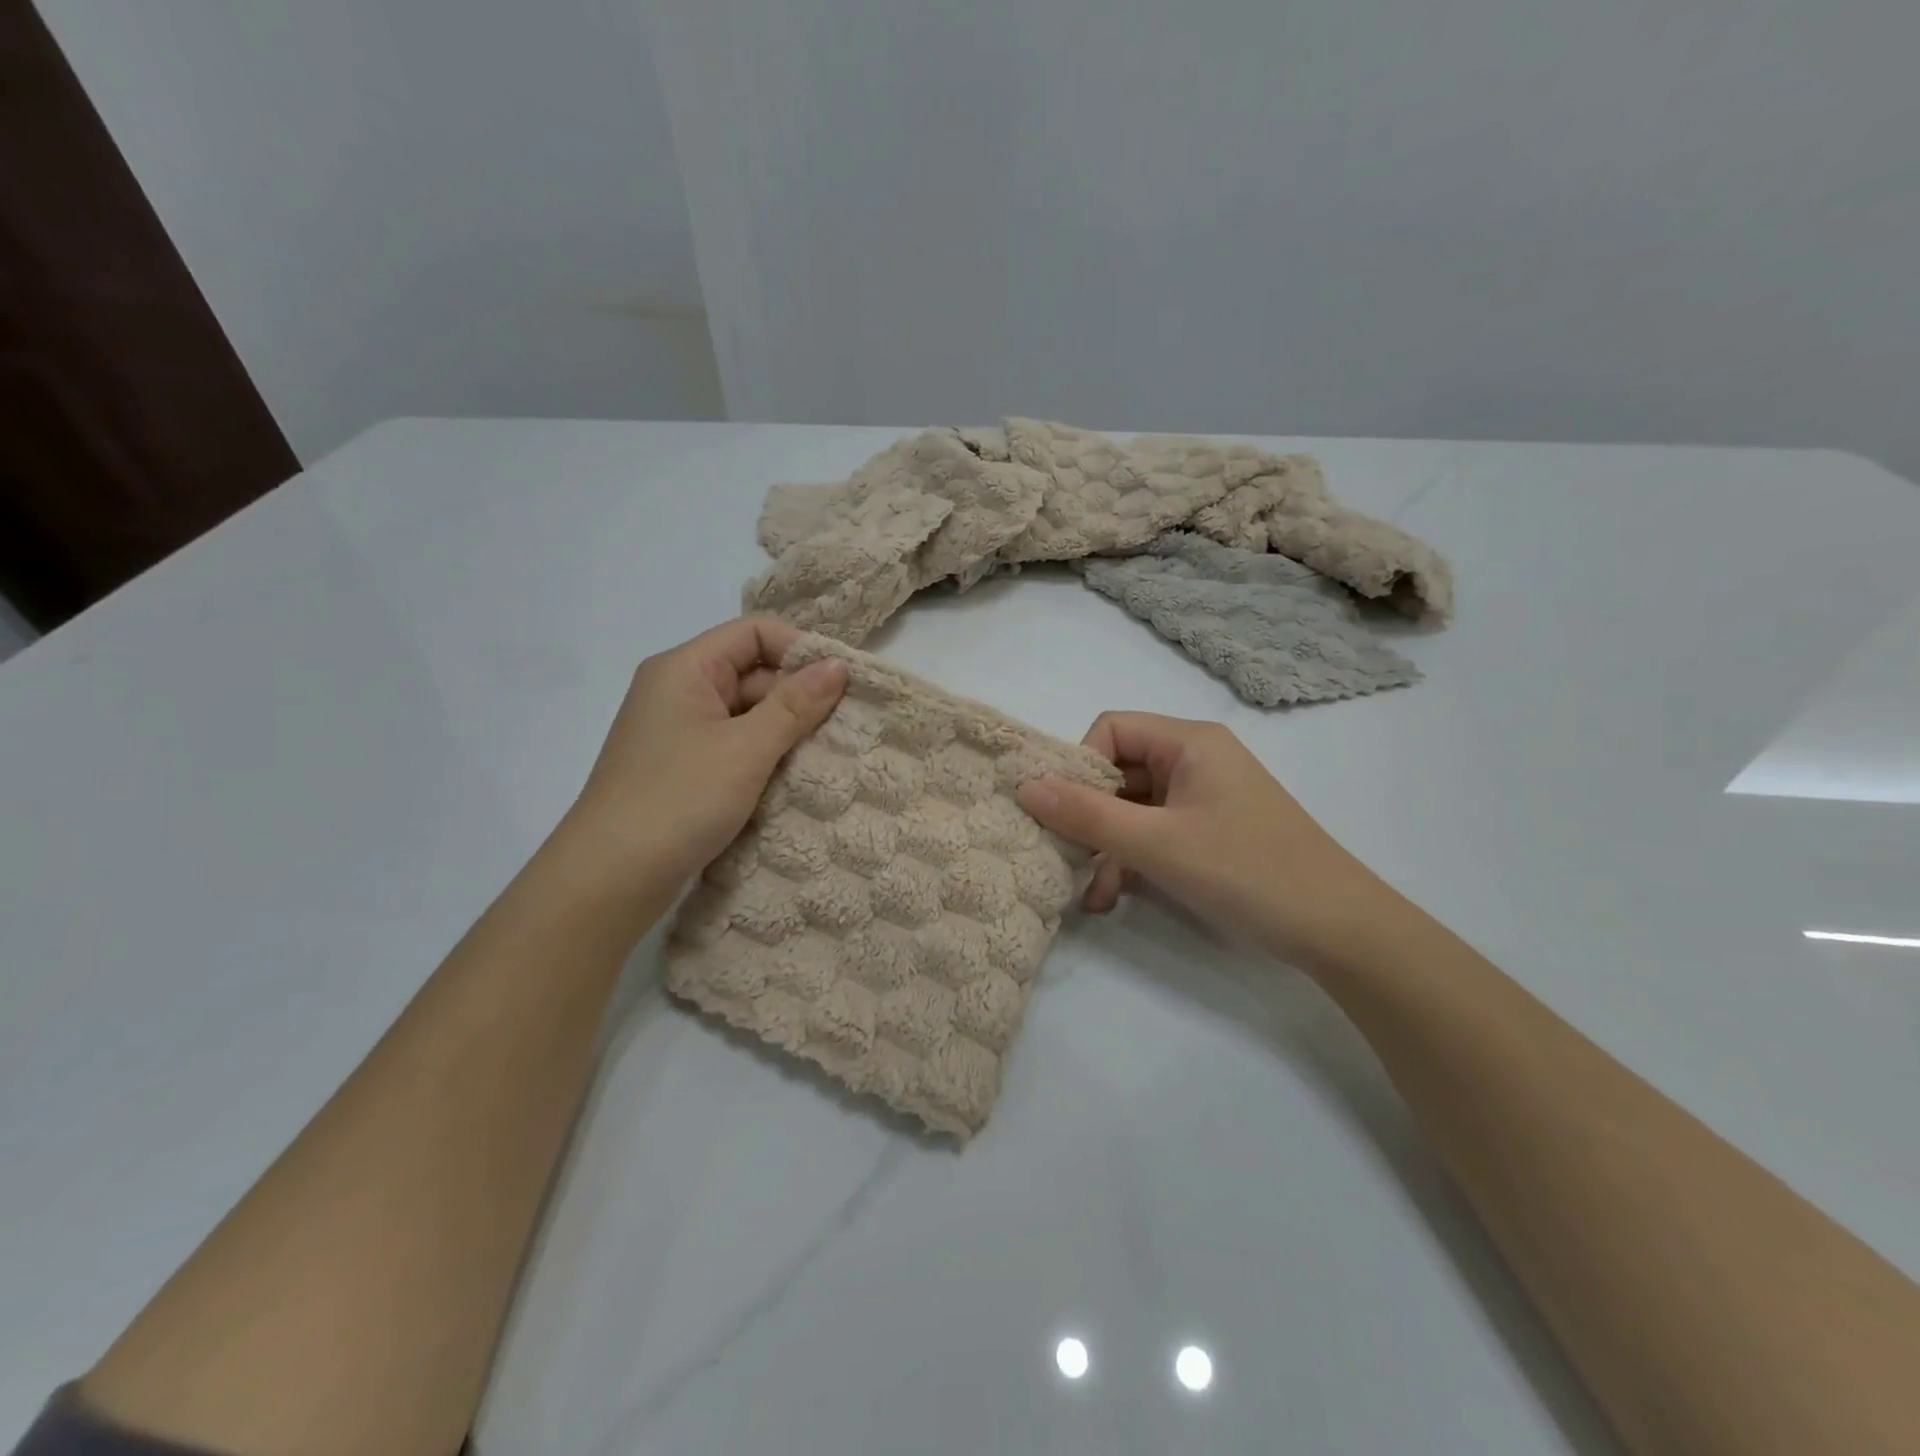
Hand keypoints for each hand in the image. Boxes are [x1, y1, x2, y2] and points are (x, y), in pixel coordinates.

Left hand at [562, 617, 847, 890]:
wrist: (609, 878)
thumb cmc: (678, 800)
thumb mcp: (746, 749)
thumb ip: (795, 704)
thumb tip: (839, 665)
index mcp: (685, 668)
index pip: (754, 632)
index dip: (799, 649)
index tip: (841, 684)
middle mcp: (678, 690)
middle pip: (752, 671)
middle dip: (797, 696)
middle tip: (843, 727)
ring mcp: (679, 731)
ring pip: (746, 712)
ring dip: (784, 730)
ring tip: (826, 755)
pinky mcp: (683, 767)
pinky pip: (734, 745)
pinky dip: (764, 756)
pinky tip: (793, 778)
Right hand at [1016, 712, 1396, 972]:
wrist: (1339, 931)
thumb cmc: (1247, 871)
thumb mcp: (1157, 844)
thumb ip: (1087, 815)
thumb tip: (1023, 787)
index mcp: (1189, 743)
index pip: (1111, 729)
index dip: (1081, 765)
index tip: (1065, 812)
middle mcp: (1195, 760)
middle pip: (1119, 771)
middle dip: (1089, 817)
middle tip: (1065, 857)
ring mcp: (1203, 799)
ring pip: (1133, 809)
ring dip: (1107, 848)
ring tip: (1090, 895)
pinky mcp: (1209, 832)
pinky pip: (1154, 833)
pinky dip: (1132, 860)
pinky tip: (1114, 898)